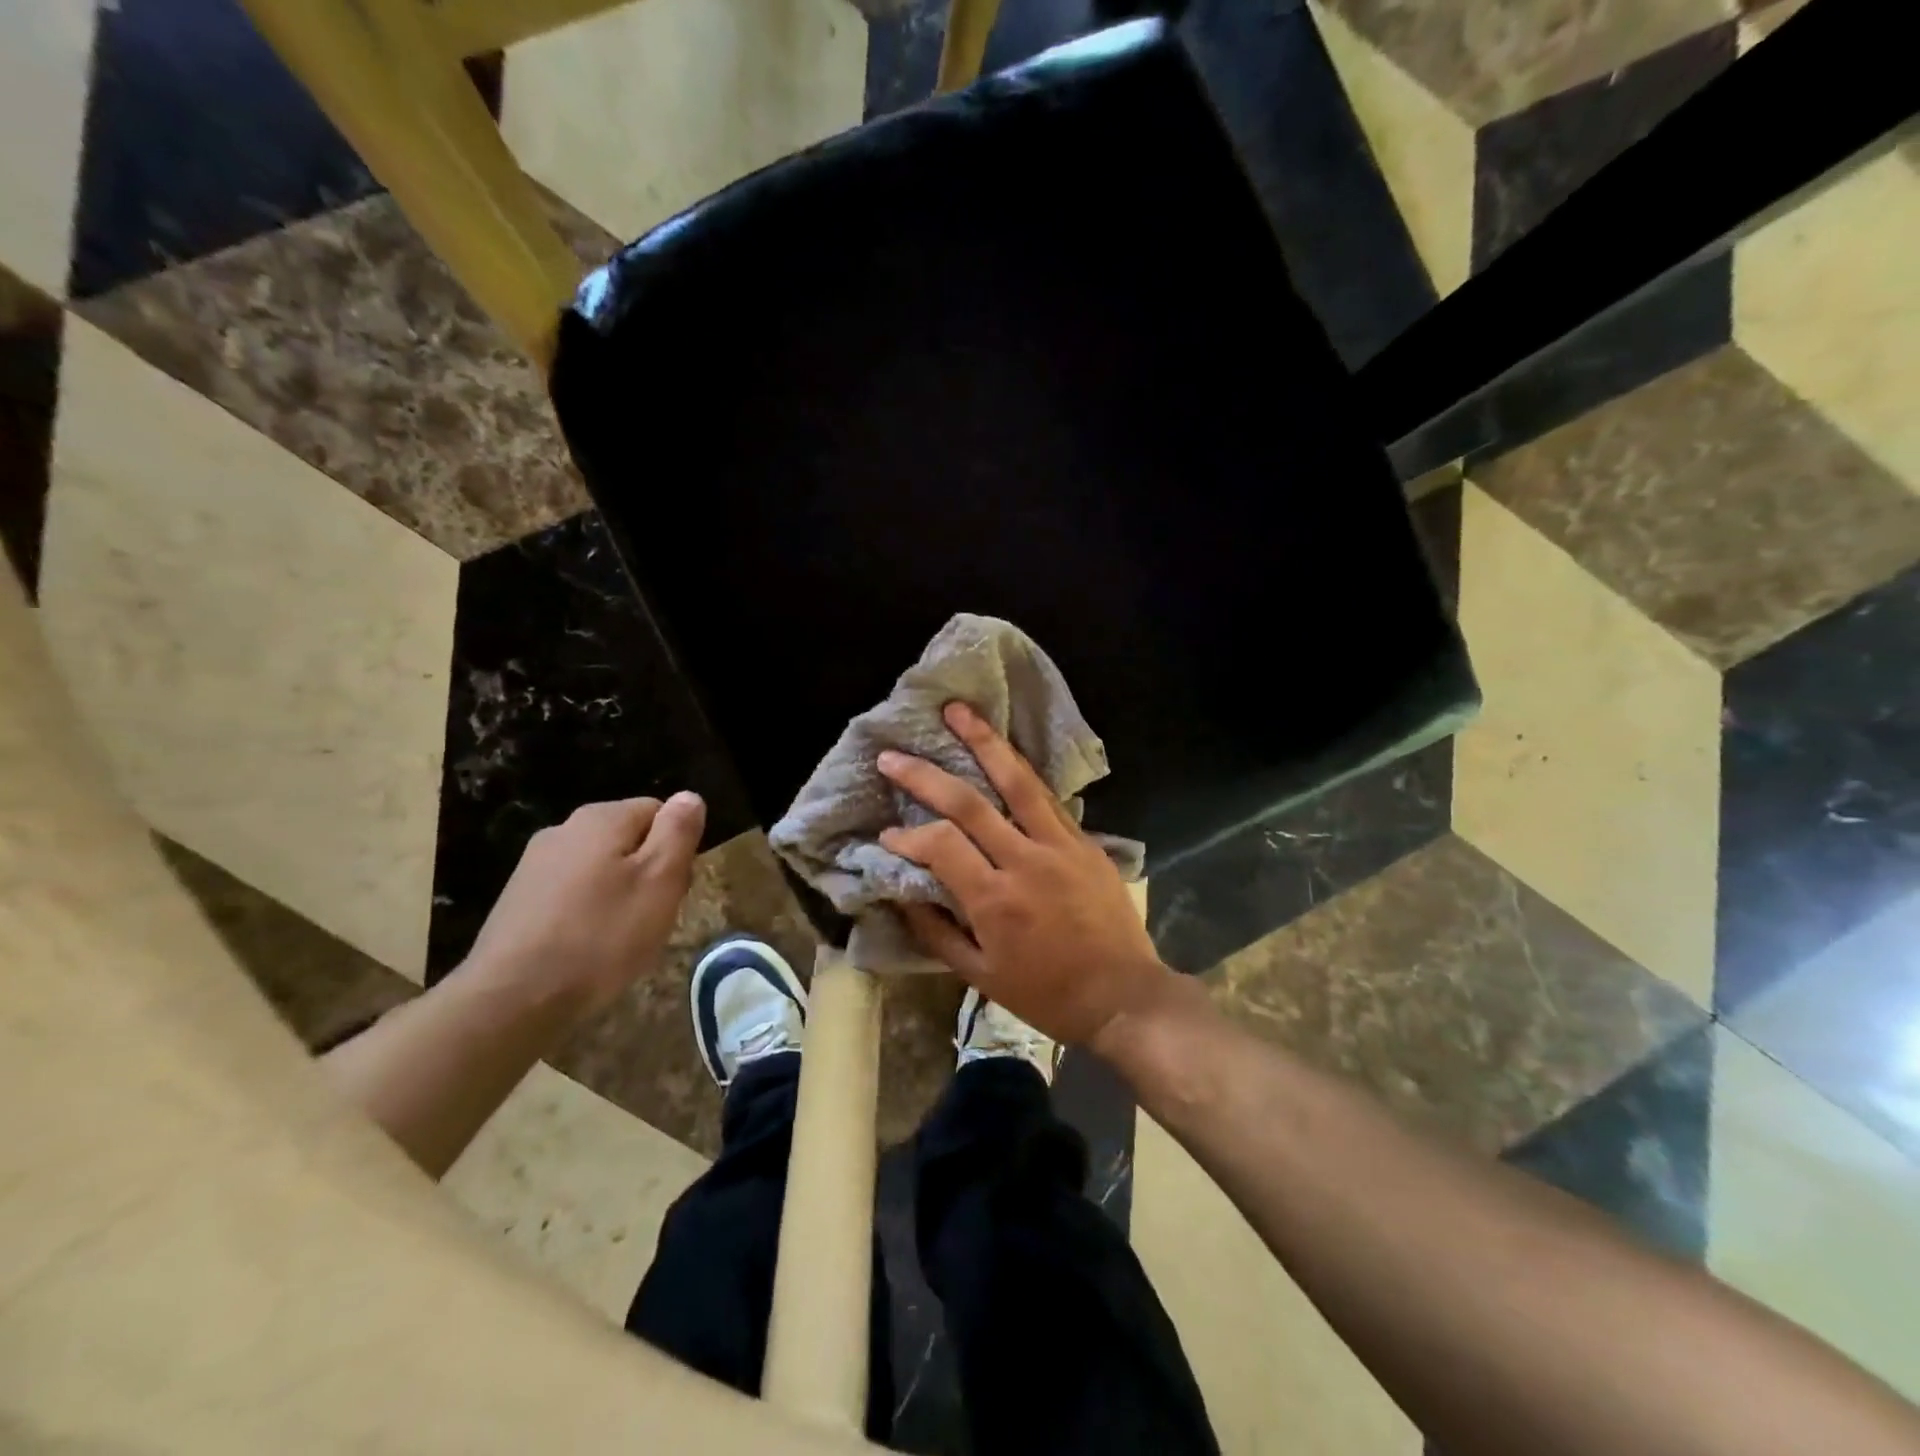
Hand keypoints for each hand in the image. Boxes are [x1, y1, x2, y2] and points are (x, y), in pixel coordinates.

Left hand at [462, 792, 705, 1020]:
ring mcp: (535, 865)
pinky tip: (588, 949)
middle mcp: (564, 829)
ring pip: (600, 869)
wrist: (512, 999)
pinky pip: (572, 895)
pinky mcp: (517, 901)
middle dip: (648, 872)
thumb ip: (678, 832)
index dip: (676, 848)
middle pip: (629, 839)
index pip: (659, 811)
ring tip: (622, 938)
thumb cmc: (601, 936)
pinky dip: (588, 914)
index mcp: (602, 818)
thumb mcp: (660, 881)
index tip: (676, 888)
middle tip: (654, 917)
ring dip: (619, 895)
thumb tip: (689, 796)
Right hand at [877, 702, 1169, 1048]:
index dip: (908, 835)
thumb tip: (902, 895)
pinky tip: (1005, 751)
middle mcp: (1024, 861)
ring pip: (1016, 781)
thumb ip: (937, 933)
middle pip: (968, 802)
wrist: (1123, 995)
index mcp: (995, 900)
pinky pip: (1048, 798)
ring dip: (984, 741)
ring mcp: (1060, 845)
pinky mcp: (1085, 842)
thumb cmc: (1047, 994)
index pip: (940, 846)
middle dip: (925, 775)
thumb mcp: (981, 977)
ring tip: (958, 710)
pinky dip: (1022, 770)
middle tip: (893, 756)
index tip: (889, 834)